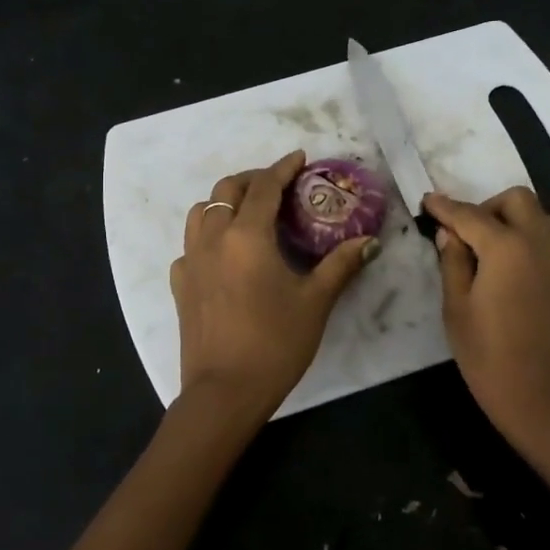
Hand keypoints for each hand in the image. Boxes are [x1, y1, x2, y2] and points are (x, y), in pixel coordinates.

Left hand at [170, 151, 374, 420]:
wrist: (224, 391)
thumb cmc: (275, 343)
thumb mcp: (315, 302)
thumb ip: (341, 265)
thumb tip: (370, 241)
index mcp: (247, 236)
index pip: (264, 188)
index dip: (283, 168)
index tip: (299, 158)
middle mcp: (212, 239)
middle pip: (227, 190)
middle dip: (253, 180)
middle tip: (278, 186)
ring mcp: (190, 261)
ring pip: (201, 212)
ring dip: (225, 202)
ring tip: (249, 213)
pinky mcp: (179, 285)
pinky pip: (190, 244)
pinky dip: (207, 235)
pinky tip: (224, 254)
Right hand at [424, 187, 549, 449]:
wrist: (544, 400)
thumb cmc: (489, 358)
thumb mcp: (457, 310)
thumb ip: (453, 263)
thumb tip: (450, 235)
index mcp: (508, 248)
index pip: (471, 215)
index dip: (445, 207)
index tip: (427, 201)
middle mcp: (540, 243)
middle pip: (516, 200)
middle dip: (486, 207)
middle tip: (462, 234)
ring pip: (537, 217)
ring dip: (509, 220)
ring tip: (482, 250)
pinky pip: (546, 240)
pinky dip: (524, 238)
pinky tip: (505, 268)